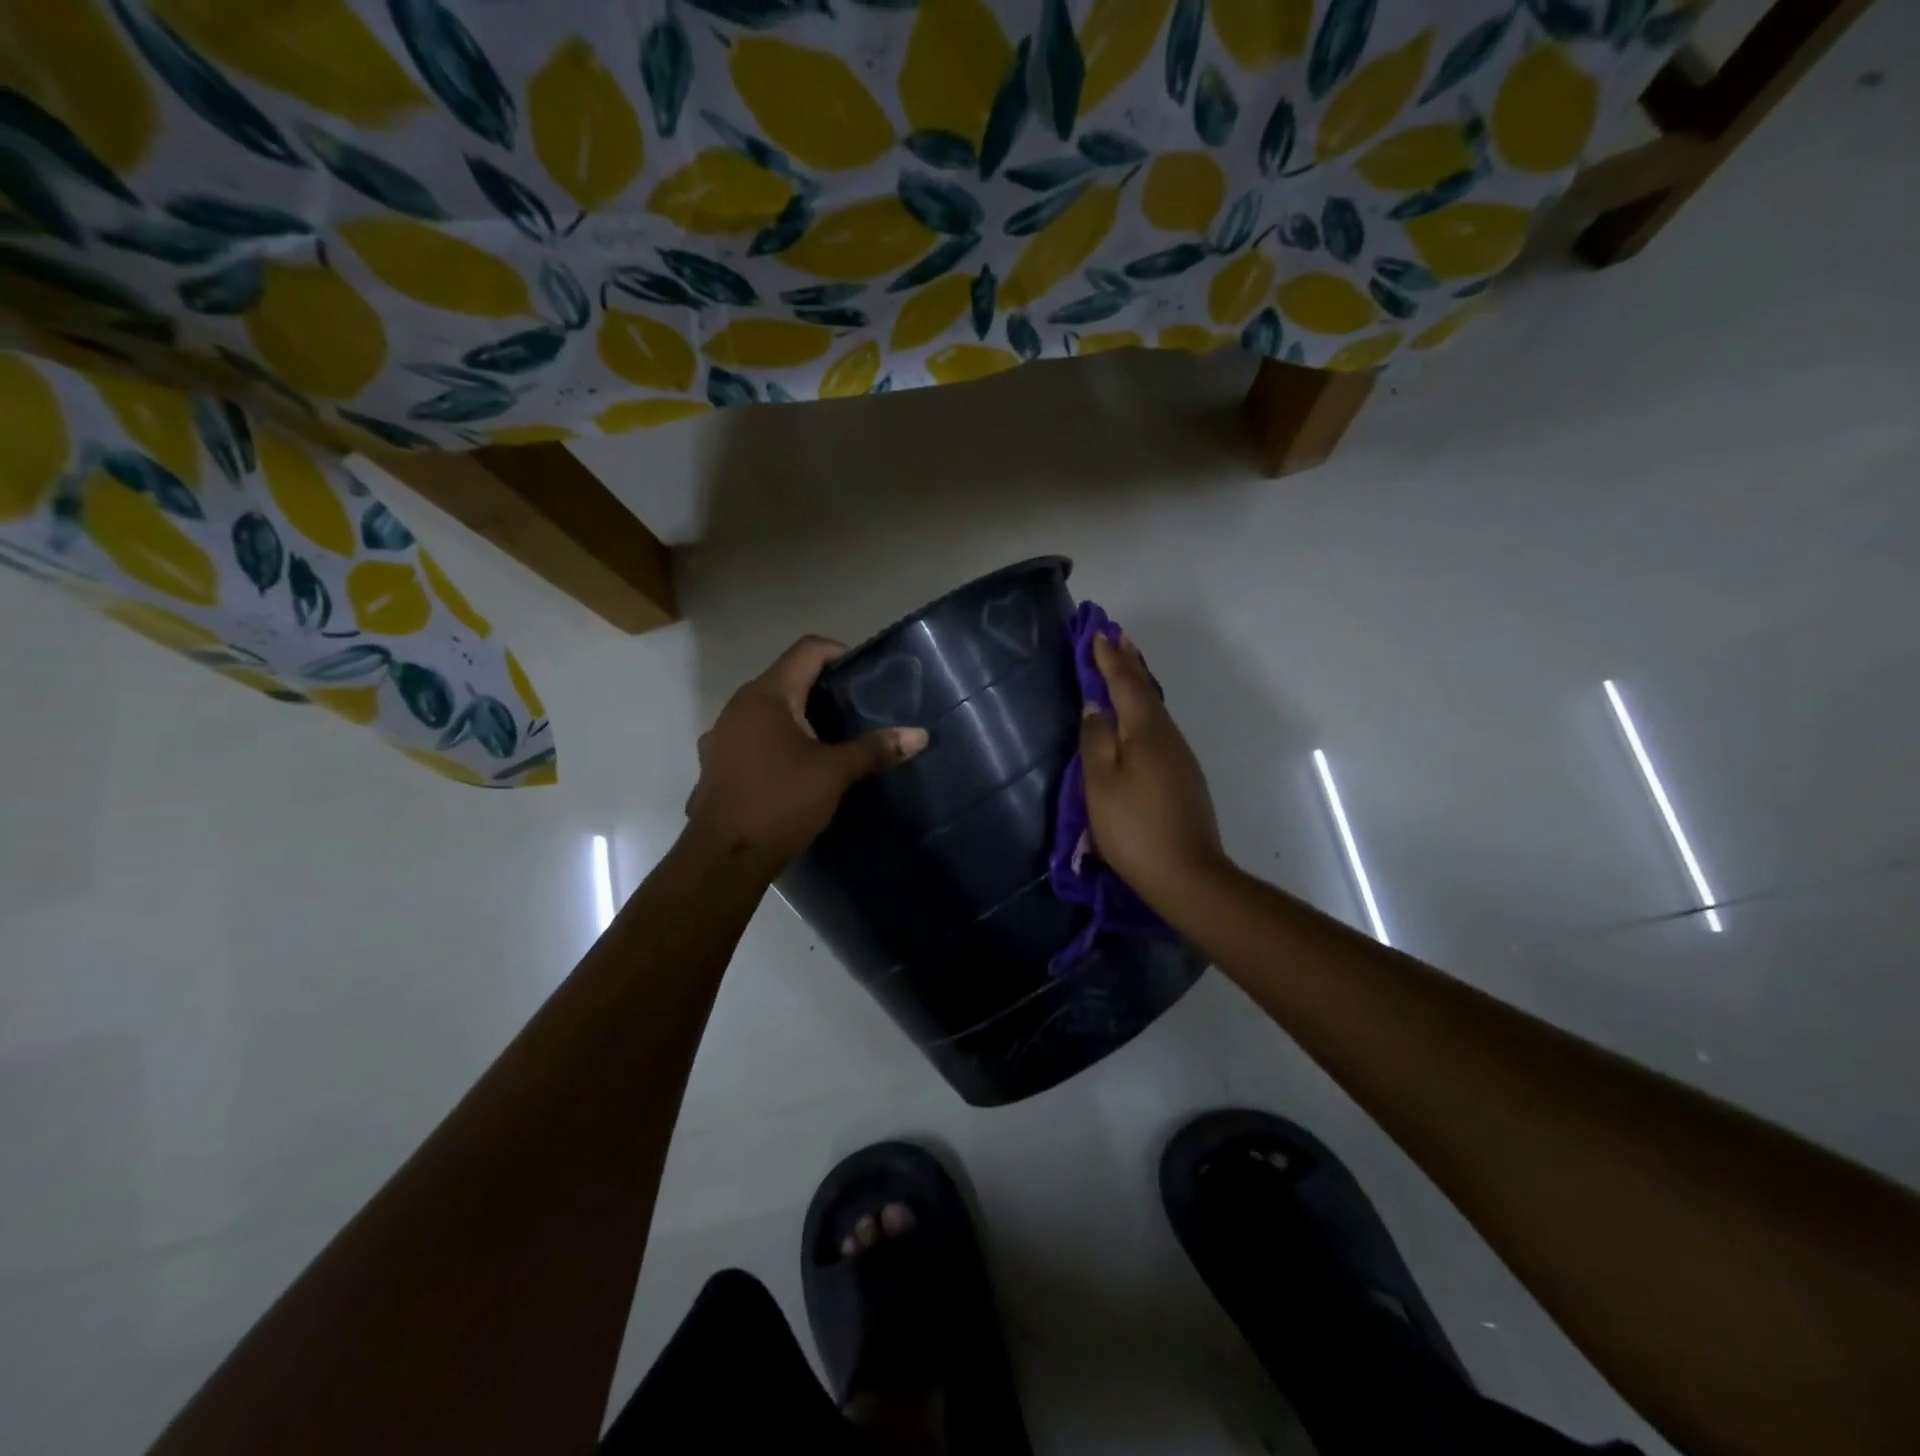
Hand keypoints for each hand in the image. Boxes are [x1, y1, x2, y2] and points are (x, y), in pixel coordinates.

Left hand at [686, 636, 927, 869]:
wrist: (723, 857)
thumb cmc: (780, 802)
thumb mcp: (835, 774)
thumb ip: (875, 749)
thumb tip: (920, 735)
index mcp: (767, 695)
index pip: (807, 650)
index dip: (840, 654)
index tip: (866, 678)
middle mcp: (739, 706)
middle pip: (787, 679)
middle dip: (823, 690)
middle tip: (858, 712)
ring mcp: (722, 735)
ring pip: (768, 711)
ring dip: (799, 718)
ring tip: (831, 741)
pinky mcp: (717, 763)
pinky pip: (753, 738)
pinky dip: (777, 742)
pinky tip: (796, 768)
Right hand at [1080, 633, 1228, 910]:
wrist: (1186, 874)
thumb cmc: (1133, 827)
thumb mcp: (1100, 783)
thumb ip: (1096, 739)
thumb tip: (1095, 706)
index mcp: (1146, 731)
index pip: (1125, 683)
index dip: (1109, 659)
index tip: (1097, 633)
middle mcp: (1168, 736)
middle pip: (1146, 691)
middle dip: (1128, 663)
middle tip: (1116, 638)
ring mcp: (1180, 757)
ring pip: (1155, 710)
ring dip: (1138, 685)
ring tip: (1123, 668)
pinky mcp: (1183, 777)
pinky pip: (1159, 729)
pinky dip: (1144, 710)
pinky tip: (1137, 717)